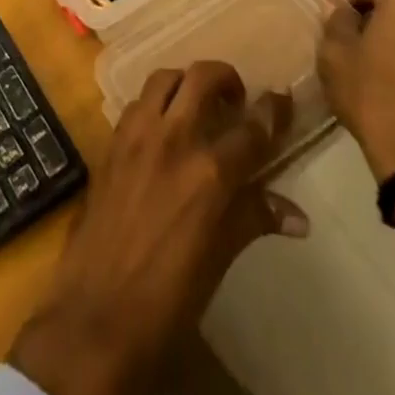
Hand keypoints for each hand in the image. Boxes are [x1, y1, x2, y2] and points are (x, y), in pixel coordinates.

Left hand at [9, 62, 306, 394]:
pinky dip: (155, 102)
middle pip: (203, 77)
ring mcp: (138, 136)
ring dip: (186, 82)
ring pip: (165, 78)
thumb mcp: (219, 260)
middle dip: (226, 78)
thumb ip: (253, 219)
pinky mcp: (111, 143)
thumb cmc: (168, 301)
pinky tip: (162, 128)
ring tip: (196, 104)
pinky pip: (137, 102)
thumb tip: (299, 217)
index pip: (253, 127)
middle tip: (235, 100)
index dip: (273, 110)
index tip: (283, 100)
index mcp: (210, 173)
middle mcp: (175, 139)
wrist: (95, 317)